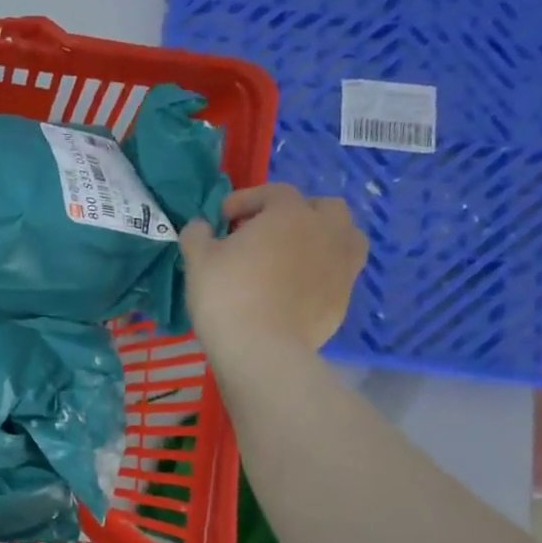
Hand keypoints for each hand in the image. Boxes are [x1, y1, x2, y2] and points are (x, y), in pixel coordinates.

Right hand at [179, 184, 367, 364]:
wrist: (261, 349)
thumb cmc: (227, 294)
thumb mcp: (198, 259)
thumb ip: (197, 234)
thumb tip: (201, 226)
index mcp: (290, 214)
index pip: (274, 192)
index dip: (247, 200)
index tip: (222, 218)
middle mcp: (325, 233)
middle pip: (324, 208)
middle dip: (296, 214)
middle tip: (266, 233)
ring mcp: (341, 267)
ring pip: (344, 239)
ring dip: (321, 239)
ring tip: (292, 256)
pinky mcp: (344, 299)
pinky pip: (337, 274)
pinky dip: (320, 273)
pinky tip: (294, 289)